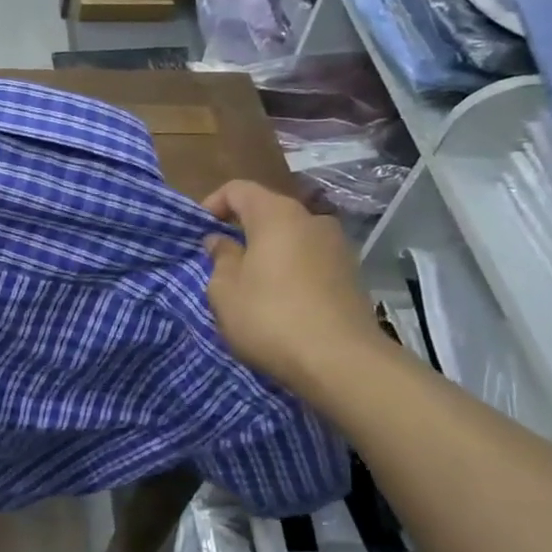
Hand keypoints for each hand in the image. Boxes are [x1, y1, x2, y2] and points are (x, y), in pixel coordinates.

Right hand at [202, 180, 384, 399]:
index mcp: (276, 214)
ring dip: (268, 252)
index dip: (213, 204)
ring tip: (251, 285)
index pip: (238, 189)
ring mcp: (337, 246)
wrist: (341, 361)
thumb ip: (220, 258)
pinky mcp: (352, 274)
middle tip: (221, 261)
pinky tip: (281, 302)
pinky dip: (291, 270)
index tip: (199, 233)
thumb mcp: (225, 290)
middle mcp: (311, 220)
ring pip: (291, 238)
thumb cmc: (270, 317)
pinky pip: (310, 260)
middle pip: (268, 212)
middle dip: (242, 231)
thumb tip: (221, 241)